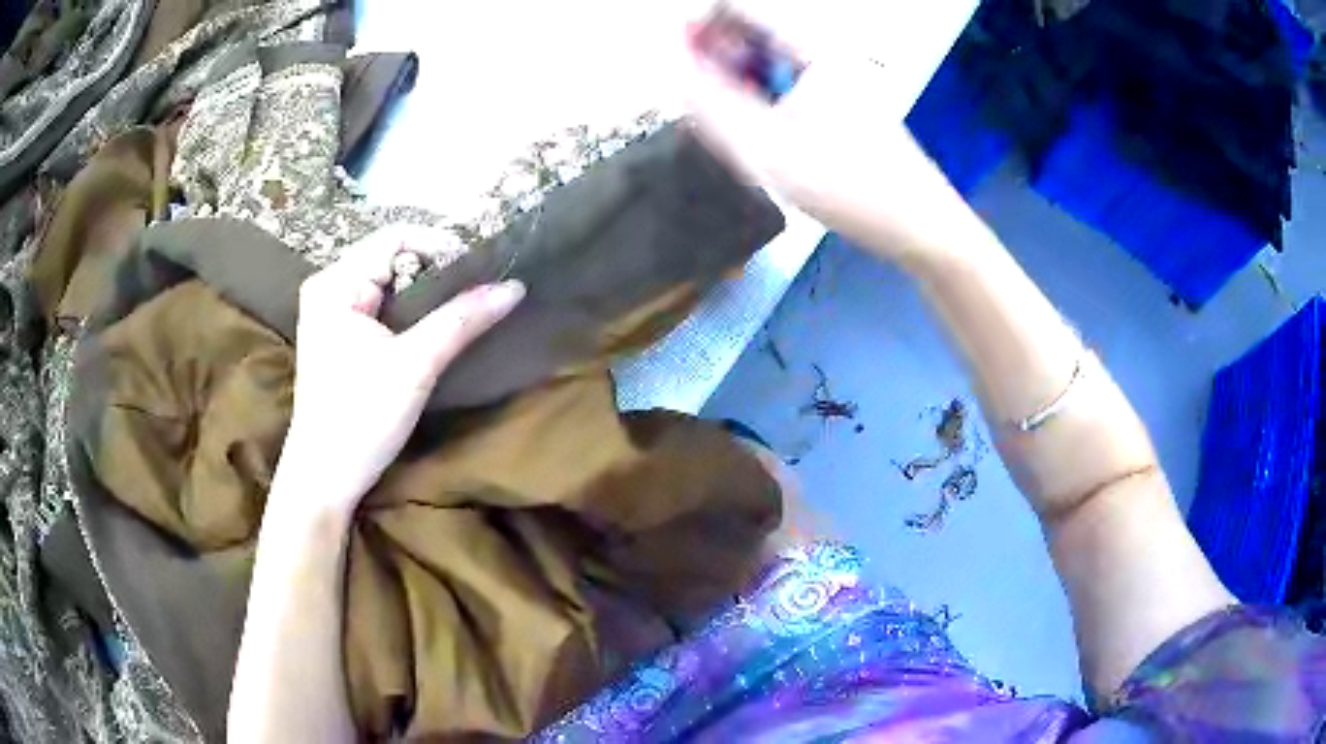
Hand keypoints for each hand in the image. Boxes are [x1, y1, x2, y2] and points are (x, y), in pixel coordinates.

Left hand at [271, 225, 525, 519]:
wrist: (325, 478)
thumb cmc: (360, 419)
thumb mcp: (414, 366)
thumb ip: (462, 320)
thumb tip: (513, 287)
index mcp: (335, 283)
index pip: (397, 237)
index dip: (442, 246)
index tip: (482, 272)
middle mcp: (330, 287)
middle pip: (393, 257)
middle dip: (438, 271)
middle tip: (478, 292)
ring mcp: (333, 312)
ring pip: (392, 283)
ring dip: (428, 293)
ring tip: (465, 308)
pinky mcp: (341, 336)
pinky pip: (383, 306)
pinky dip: (413, 312)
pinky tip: (436, 327)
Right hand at [682, 24, 982, 270]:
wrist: (918, 227)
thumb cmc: (852, 188)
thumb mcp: (768, 149)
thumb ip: (711, 105)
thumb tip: (673, 69)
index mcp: (815, 51)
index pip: (740, 10)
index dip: (698, 27)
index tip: (672, 57)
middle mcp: (826, 56)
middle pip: (753, 34)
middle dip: (714, 58)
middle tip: (694, 98)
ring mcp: (835, 79)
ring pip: (767, 63)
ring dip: (734, 83)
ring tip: (722, 123)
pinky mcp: (838, 104)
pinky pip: (785, 87)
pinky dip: (759, 101)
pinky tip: (755, 134)